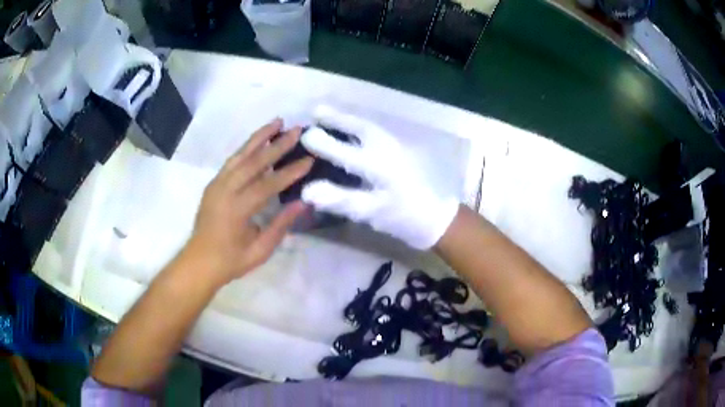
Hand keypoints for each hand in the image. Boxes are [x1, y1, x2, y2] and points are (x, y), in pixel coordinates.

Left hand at [186, 119, 313, 284]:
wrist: (199, 261)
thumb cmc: (231, 261)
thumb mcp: (260, 250)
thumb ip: (281, 225)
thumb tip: (302, 202)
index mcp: (237, 210)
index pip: (268, 184)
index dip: (290, 171)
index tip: (309, 159)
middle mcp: (225, 190)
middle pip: (254, 162)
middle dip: (278, 145)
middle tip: (297, 130)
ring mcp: (217, 184)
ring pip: (241, 154)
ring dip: (260, 137)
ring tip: (277, 122)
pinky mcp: (213, 183)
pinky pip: (232, 160)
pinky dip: (246, 147)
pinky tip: (258, 140)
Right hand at [300, 105, 458, 249]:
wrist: (435, 217)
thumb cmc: (402, 216)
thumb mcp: (370, 212)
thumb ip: (339, 199)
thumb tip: (307, 191)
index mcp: (377, 164)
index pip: (343, 151)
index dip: (323, 144)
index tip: (304, 136)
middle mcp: (386, 148)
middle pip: (358, 127)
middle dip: (337, 118)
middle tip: (316, 111)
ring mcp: (395, 147)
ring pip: (367, 127)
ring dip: (348, 119)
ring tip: (329, 115)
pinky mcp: (400, 151)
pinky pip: (374, 132)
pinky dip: (359, 127)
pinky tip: (352, 130)